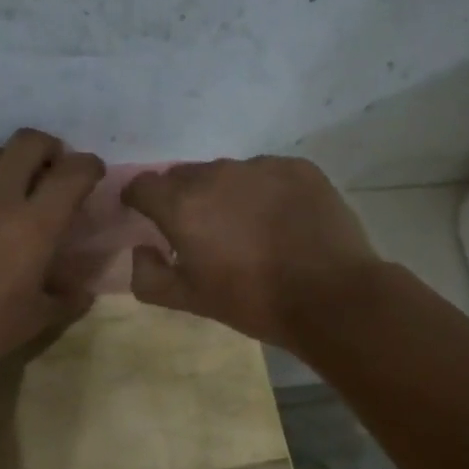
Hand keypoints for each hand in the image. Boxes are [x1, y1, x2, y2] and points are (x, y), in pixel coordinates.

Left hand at [0, 129, 105, 386]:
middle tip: (48, 173)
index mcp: (35, 226)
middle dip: (48, 150)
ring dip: (7, 163)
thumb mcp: (34, 322)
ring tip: (5, 187)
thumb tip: (83, 289)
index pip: (74, 173)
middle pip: (30, 142)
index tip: (90, 175)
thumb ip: (66, 298)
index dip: (89, 167)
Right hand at [119, 157, 384, 347]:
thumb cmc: (252, 301)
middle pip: (184, 176)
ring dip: (225, 194)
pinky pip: (266, 173)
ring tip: (245, 227)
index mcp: (182, 205)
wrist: (330, 296)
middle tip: (200, 232)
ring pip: (227, 173)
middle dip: (182, 199)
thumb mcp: (189, 301)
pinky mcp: (298, 168)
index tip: (145, 216)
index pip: (143, 185)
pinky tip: (279, 221)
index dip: (139, 200)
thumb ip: (148, 276)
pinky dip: (263, 191)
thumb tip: (141, 250)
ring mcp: (261, 166)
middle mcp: (217, 174)